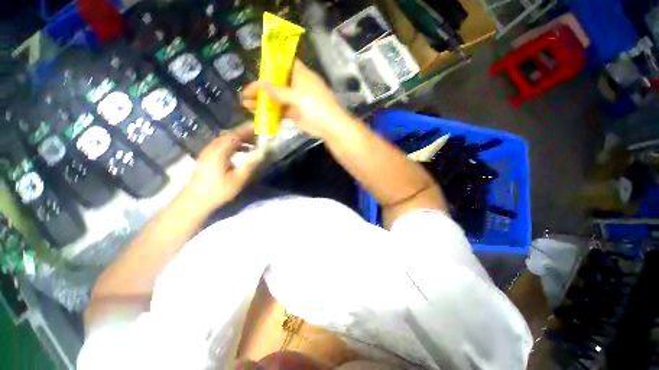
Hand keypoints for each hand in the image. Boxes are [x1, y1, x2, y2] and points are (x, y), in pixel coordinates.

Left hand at [185, 124, 263, 206]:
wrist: (195, 200)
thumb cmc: (218, 190)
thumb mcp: (238, 179)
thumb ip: (250, 164)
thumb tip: (262, 152)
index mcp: (219, 152)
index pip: (235, 135)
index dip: (247, 130)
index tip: (259, 127)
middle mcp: (212, 148)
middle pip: (229, 135)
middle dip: (244, 133)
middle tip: (258, 134)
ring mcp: (208, 152)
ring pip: (225, 139)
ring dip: (239, 138)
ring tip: (252, 142)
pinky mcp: (207, 157)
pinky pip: (222, 144)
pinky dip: (233, 144)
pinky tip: (241, 150)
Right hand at [241, 60, 356, 138]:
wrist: (330, 127)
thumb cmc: (316, 107)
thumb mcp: (297, 96)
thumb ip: (278, 91)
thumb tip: (259, 83)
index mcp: (301, 75)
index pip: (285, 64)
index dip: (271, 64)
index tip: (257, 68)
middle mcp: (298, 86)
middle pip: (277, 82)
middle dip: (262, 86)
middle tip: (246, 92)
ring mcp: (296, 101)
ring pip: (277, 98)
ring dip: (263, 101)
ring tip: (245, 104)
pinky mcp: (296, 114)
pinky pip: (281, 111)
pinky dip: (270, 112)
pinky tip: (258, 114)